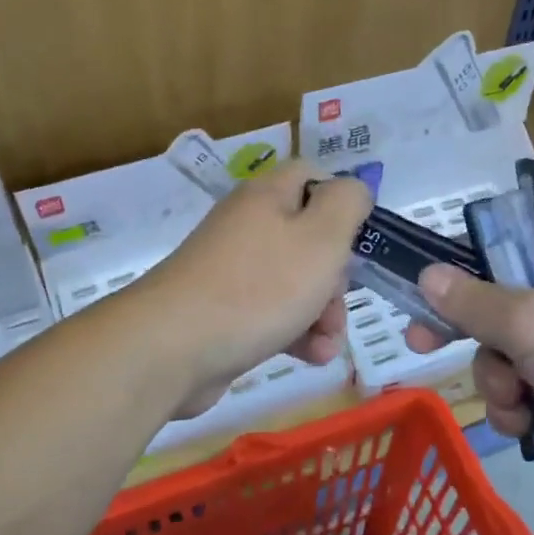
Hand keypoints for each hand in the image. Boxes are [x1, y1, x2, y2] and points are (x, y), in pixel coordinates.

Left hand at [139, 162, 371, 418]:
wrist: (172, 348)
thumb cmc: (259, 287)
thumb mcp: (321, 237)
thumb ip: (347, 203)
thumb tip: (353, 189)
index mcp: (268, 197)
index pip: (313, 177)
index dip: (343, 203)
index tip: (362, 240)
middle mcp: (248, 226)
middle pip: (310, 238)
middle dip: (337, 275)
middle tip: (339, 300)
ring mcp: (232, 271)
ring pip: (295, 282)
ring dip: (323, 313)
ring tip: (327, 343)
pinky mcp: (223, 312)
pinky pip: (271, 314)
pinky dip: (295, 333)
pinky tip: (310, 357)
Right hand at [403, 240, 533, 499]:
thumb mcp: (532, 321)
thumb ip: (473, 301)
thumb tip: (426, 275)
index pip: (504, 253)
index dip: (460, 274)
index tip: (425, 296)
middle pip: (496, 314)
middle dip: (476, 344)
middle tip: (422, 348)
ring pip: (505, 362)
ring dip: (499, 386)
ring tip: (518, 405)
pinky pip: (525, 398)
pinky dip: (521, 413)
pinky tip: (531, 427)